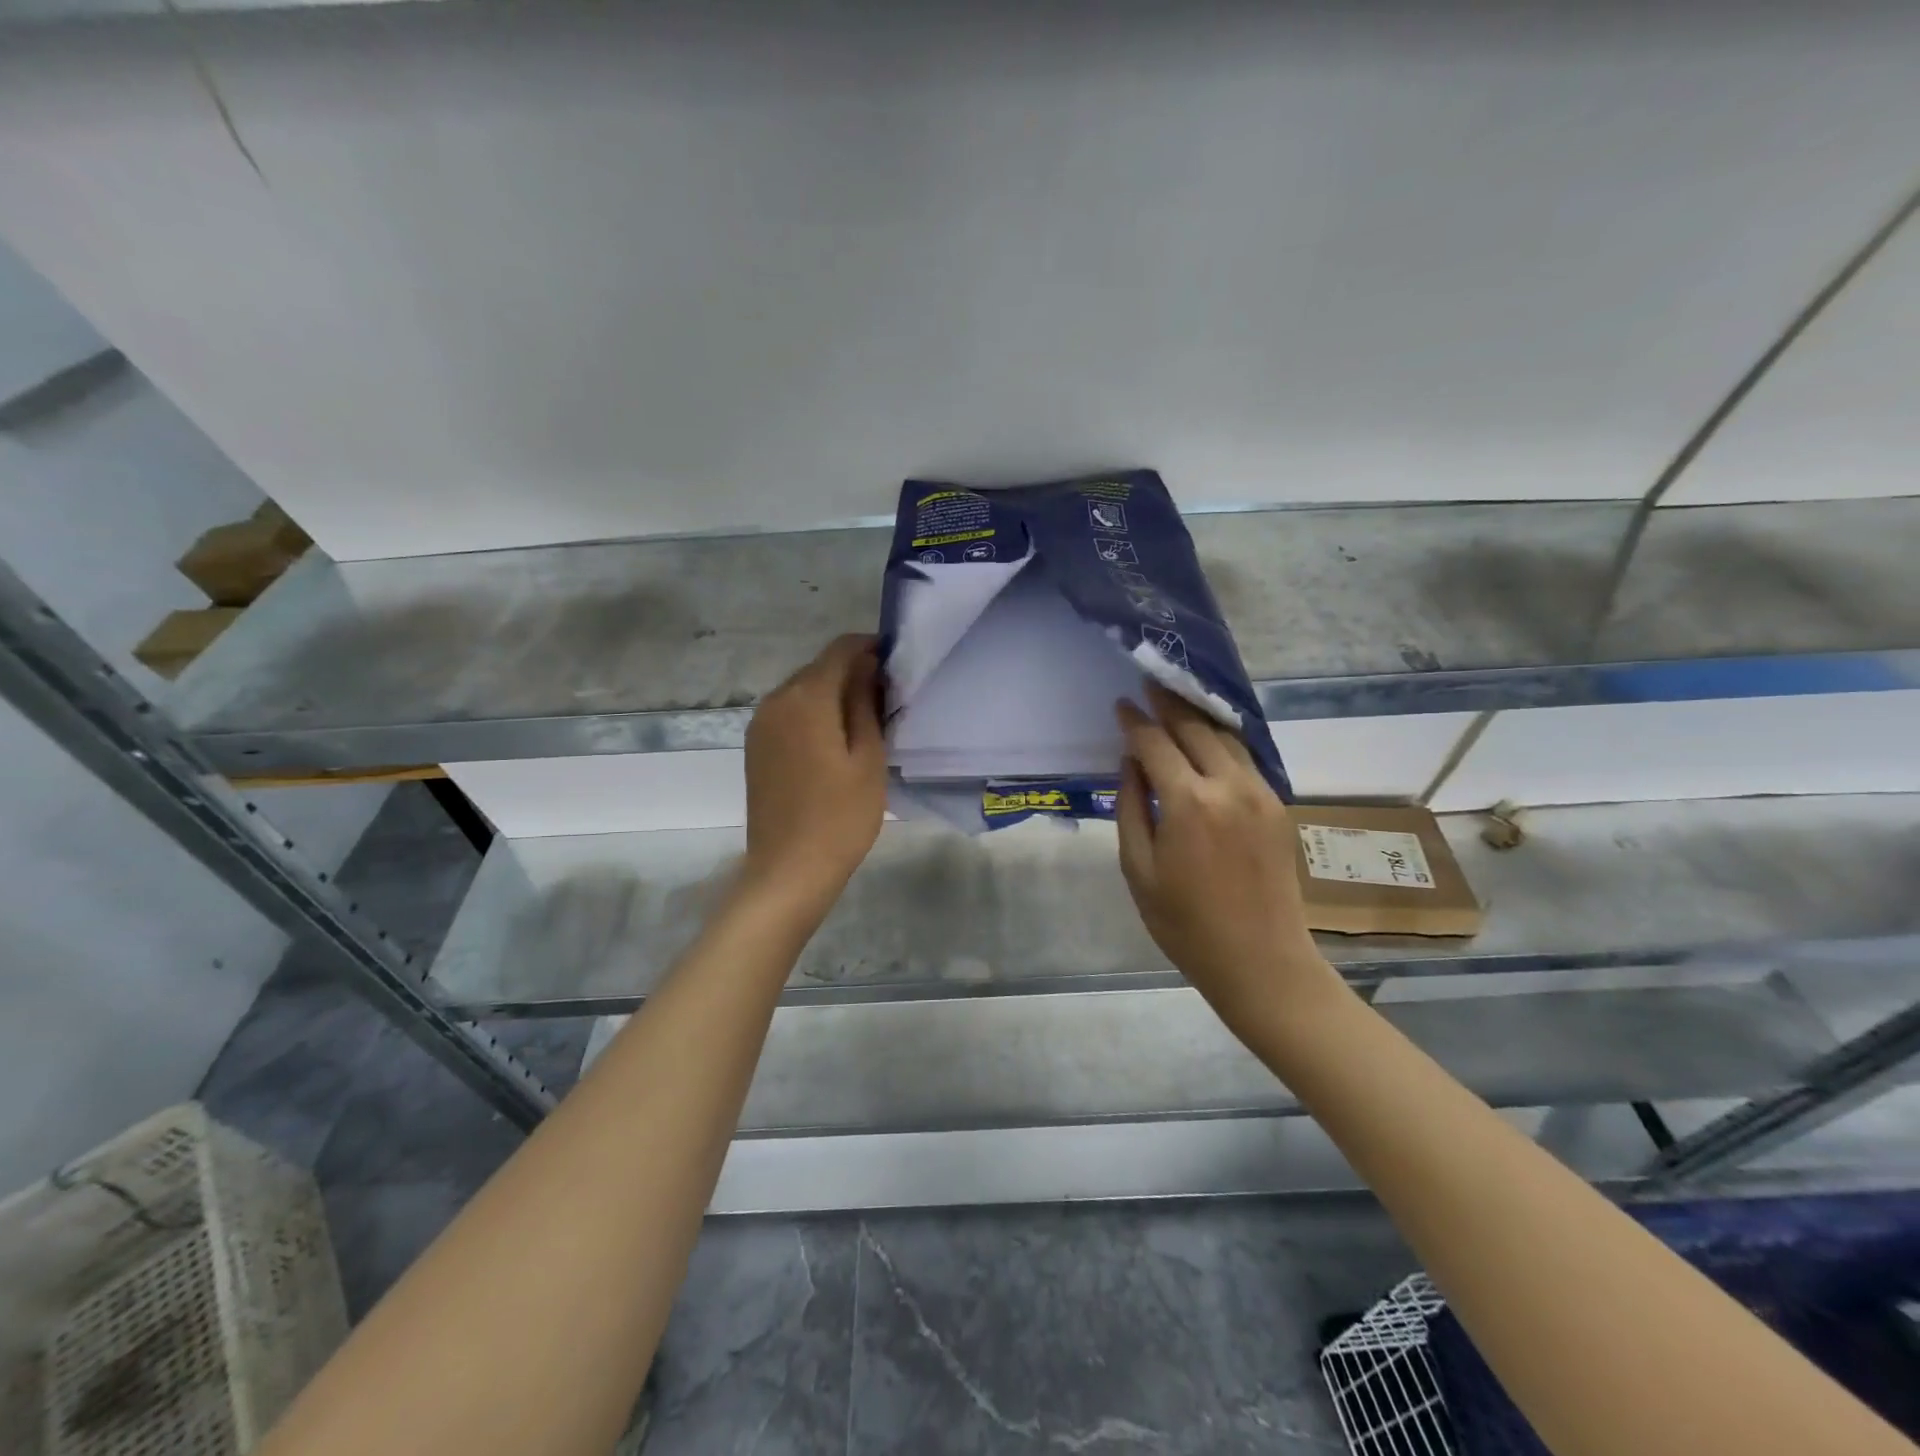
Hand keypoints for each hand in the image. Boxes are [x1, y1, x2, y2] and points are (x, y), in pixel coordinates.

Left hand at [741, 634, 887, 914]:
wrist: (789, 870)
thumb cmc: (841, 816)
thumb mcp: (868, 758)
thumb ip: (866, 704)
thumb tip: (867, 667)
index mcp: (805, 698)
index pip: (839, 650)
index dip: (869, 647)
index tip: (896, 662)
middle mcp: (775, 701)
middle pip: (818, 668)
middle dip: (852, 672)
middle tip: (887, 696)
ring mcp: (760, 725)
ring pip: (802, 691)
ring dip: (832, 694)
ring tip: (865, 720)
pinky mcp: (756, 748)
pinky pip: (789, 714)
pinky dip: (813, 714)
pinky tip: (835, 740)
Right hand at [1115, 685, 1344, 1037]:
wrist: (1261, 961)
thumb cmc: (1185, 924)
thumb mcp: (1139, 869)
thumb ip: (1131, 808)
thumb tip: (1130, 763)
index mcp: (1188, 803)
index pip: (1155, 743)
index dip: (1135, 721)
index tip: (1120, 705)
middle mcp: (1228, 786)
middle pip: (1195, 728)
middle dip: (1169, 703)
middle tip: (1149, 683)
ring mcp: (1260, 793)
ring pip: (1225, 737)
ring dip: (1198, 716)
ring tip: (1176, 700)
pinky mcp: (1277, 806)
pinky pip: (1245, 759)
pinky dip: (1222, 741)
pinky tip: (1207, 738)